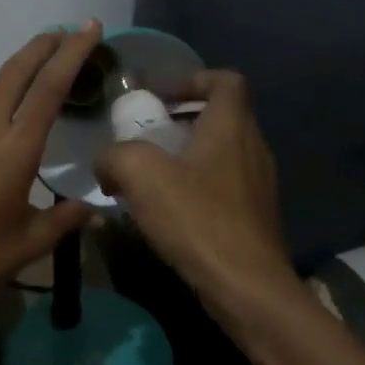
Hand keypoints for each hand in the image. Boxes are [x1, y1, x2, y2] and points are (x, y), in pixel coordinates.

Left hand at [0, 23, 102, 322]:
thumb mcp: (31, 242)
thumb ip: (66, 219)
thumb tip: (95, 211)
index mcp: (14, 150)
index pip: (48, 87)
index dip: (71, 53)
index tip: (89, 27)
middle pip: (16, 71)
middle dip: (44, 45)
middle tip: (71, 32)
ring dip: (24, 67)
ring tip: (51, 65)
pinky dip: (8, 94)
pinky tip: (19, 111)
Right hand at [95, 69, 296, 302]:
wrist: (245, 286)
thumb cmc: (197, 219)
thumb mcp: (141, 175)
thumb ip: (116, 156)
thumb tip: (107, 163)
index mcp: (231, 126)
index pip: (225, 81)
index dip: (192, 79)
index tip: (160, 96)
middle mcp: (252, 148)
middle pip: (220, 117)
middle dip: (180, 120)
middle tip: (144, 137)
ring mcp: (257, 184)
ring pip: (219, 154)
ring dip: (184, 156)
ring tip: (147, 177)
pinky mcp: (253, 216)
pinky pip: (221, 186)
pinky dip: (194, 186)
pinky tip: (166, 212)